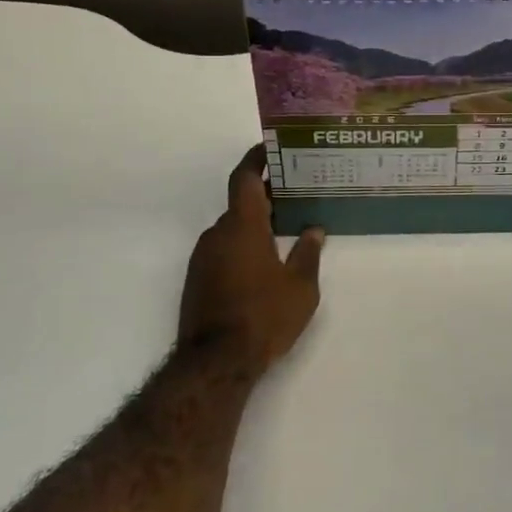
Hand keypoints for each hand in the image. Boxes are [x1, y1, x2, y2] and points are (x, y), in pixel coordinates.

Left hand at [179, 146, 323, 370]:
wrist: (216, 363)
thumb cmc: (264, 316)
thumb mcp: (301, 287)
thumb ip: (308, 253)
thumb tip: (314, 230)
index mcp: (243, 227)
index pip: (245, 179)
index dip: (256, 159)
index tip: (270, 148)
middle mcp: (218, 235)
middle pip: (240, 204)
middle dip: (265, 197)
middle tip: (294, 194)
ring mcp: (203, 258)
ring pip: (232, 230)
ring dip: (254, 225)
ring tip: (284, 230)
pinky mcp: (197, 280)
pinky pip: (223, 250)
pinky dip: (242, 246)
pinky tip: (263, 263)